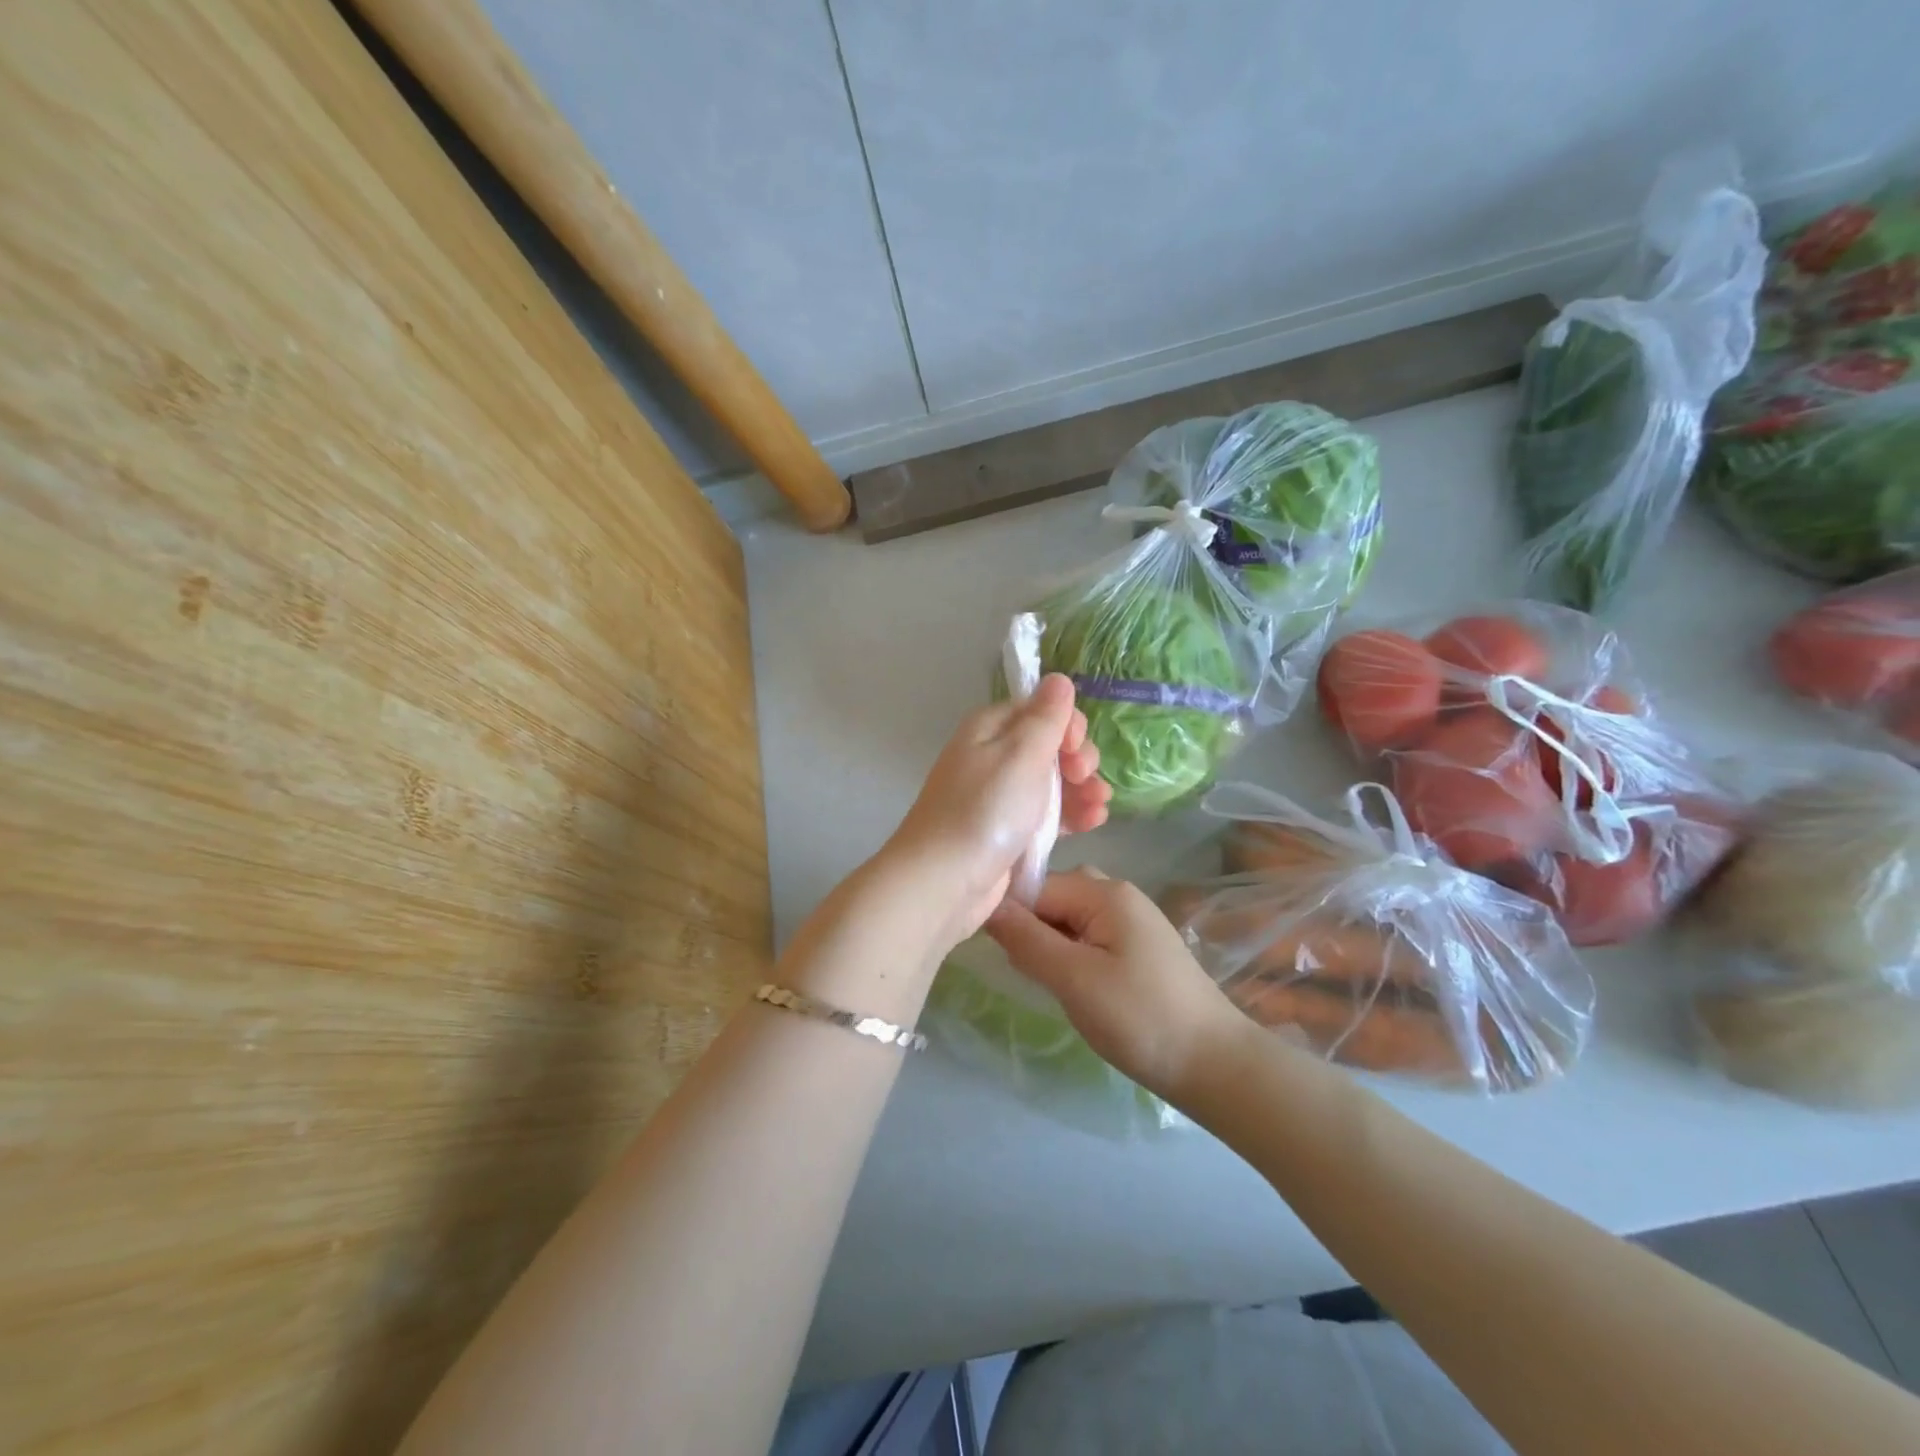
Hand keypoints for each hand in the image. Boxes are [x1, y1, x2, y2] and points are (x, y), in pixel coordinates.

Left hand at [881, 676, 1110, 947]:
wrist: (944, 881)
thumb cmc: (985, 810)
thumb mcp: (1021, 754)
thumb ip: (1046, 717)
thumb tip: (1058, 678)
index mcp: (991, 728)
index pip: (1040, 709)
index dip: (1067, 724)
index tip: (1076, 747)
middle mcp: (994, 756)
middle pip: (1049, 746)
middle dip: (1078, 758)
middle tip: (1086, 777)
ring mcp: (1000, 796)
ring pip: (1052, 782)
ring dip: (1082, 789)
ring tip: (1101, 805)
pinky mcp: (1008, 832)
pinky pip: (1047, 815)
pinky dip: (1071, 815)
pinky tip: (1095, 821)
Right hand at [985, 869, 1244, 1098]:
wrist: (1214, 1064)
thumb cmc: (1139, 1017)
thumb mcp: (1074, 979)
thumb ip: (1027, 939)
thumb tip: (986, 904)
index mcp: (1105, 892)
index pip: (1037, 886)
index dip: (1012, 916)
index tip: (999, 953)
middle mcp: (1119, 894)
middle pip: (1055, 896)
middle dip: (1032, 929)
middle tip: (1025, 971)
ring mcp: (1132, 920)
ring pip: (1070, 918)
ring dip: (1051, 944)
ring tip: (1048, 982)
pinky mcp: (1138, 947)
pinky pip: (1090, 935)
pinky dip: (1072, 955)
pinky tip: (1073, 986)